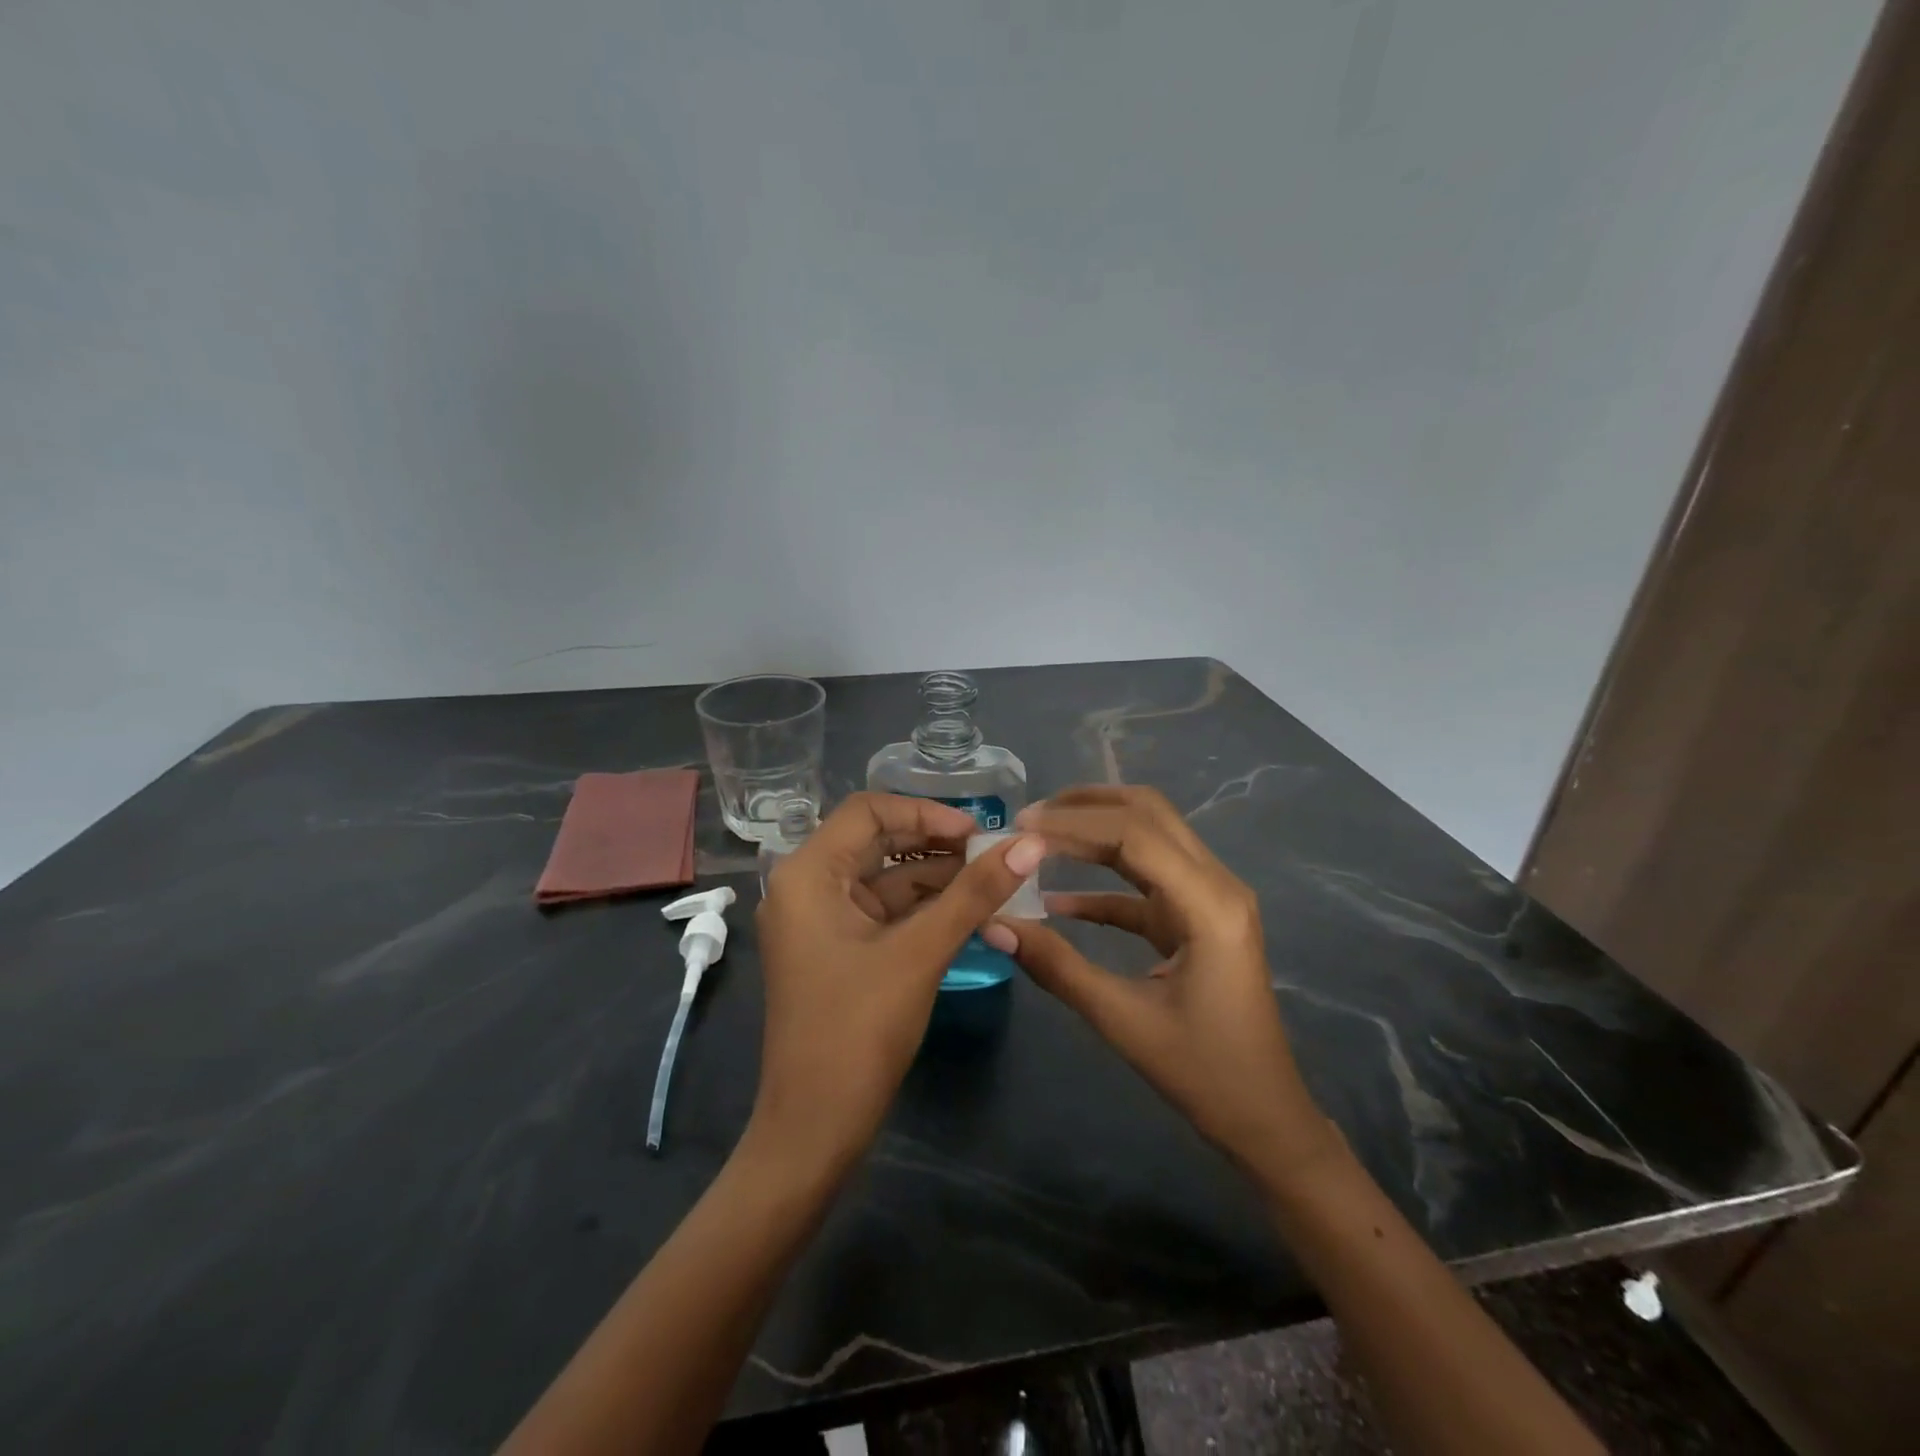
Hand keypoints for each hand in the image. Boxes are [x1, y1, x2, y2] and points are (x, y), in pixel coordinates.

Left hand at [750, 793, 1043, 1171]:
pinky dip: (924, 907)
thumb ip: (975, 894)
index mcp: (808, 874)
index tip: (978, 833)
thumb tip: (1031, 844)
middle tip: (992, 854)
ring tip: (992, 880)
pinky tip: (969, 911)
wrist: (815, 1129)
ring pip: (885, 877)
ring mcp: (821, 920)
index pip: (869, 811)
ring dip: (935, 877)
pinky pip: (884, 911)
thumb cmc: (858, 1031)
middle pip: (877, 841)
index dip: (926, 812)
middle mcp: (807, 886)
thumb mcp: (921, 953)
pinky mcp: (838, 949)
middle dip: (935, 844)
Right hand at [982, 786, 1335, 1179]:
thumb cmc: (1204, 1073)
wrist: (1265, 1118)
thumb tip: (994, 926)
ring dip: (1096, 831)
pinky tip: (1057, 899)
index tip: (1019, 828)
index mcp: (1209, 904)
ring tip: (1039, 836)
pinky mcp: (1198, 918)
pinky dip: (1104, 882)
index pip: (1134, 834)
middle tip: (1029, 818)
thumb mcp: (1123, 1020)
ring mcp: (1211, 899)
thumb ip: (1057, 966)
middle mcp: (1217, 885)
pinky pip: (1147, 883)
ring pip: (1150, 837)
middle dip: (1087, 806)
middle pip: (1149, 814)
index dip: (1073, 823)